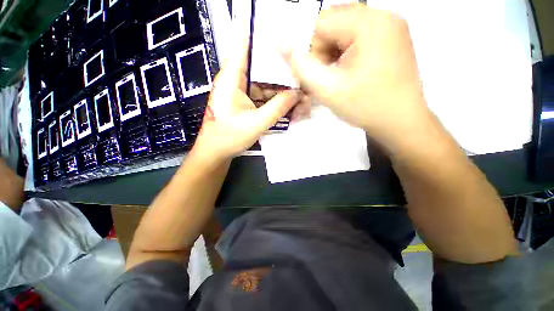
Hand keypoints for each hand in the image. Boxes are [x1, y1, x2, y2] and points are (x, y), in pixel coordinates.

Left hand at [193, 37, 299, 161]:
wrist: (215, 153)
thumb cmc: (230, 137)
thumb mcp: (257, 122)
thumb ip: (278, 107)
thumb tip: (298, 93)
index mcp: (231, 78)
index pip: (245, 45)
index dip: (264, 39)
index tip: (286, 40)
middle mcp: (234, 80)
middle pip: (259, 67)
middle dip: (279, 71)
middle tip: (300, 73)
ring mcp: (238, 92)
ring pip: (262, 83)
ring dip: (278, 89)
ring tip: (297, 90)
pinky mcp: (242, 102)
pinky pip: (260, 96)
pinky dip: (272, 99)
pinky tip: (286, 103)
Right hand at [286, 4, 432, 151]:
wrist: (401, 122)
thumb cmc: (365, 107)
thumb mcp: (327, 89)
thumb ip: (301, 66)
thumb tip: (280, 43)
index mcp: (369, 24)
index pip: (321, 22)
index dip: (309, 49)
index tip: (311, 75)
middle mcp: (383, 16)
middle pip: (334, 24)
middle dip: (322, 52)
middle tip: (325, 78)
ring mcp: (390, 27)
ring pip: (345, 32)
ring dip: (333, 54)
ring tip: (337, 78)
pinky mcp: (392, 38)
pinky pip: (358, 38)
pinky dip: (346, 55)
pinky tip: (349, 74)